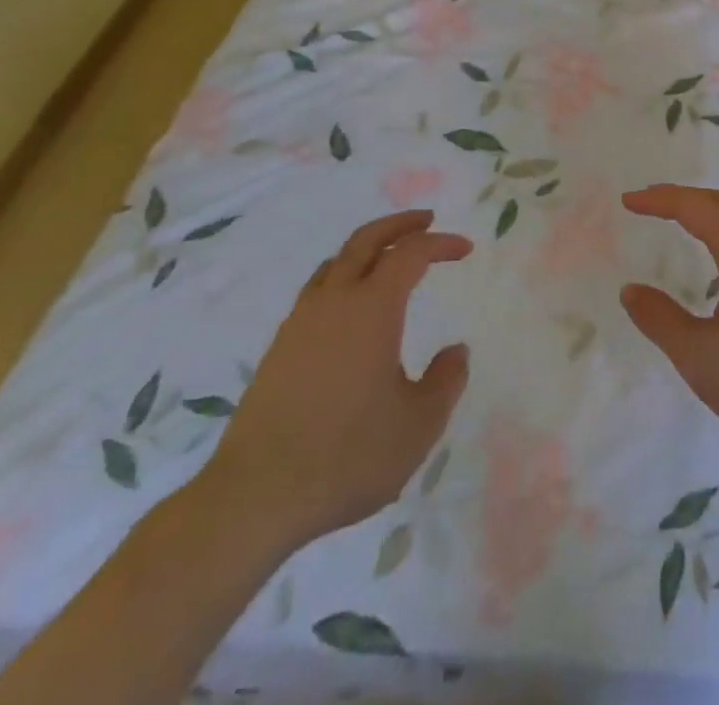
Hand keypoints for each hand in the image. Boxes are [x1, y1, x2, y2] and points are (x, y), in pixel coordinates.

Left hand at [196, 210, 471, 553]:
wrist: (254, 498)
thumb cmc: (348, 455)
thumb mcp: (419, 424)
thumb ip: (446, 381)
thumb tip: (456, 351)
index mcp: (372, 308)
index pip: (411, 253)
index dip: (441, 244)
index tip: (465, 249)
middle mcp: (334, 302)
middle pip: (366, 240)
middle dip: (400, 224)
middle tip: (427, 221)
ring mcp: (300, 324)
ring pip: (335, 263)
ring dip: (367, 249)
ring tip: (389, 259)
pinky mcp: (279, 350)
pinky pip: (317, 292)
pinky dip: (343, 278)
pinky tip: (351, 310)